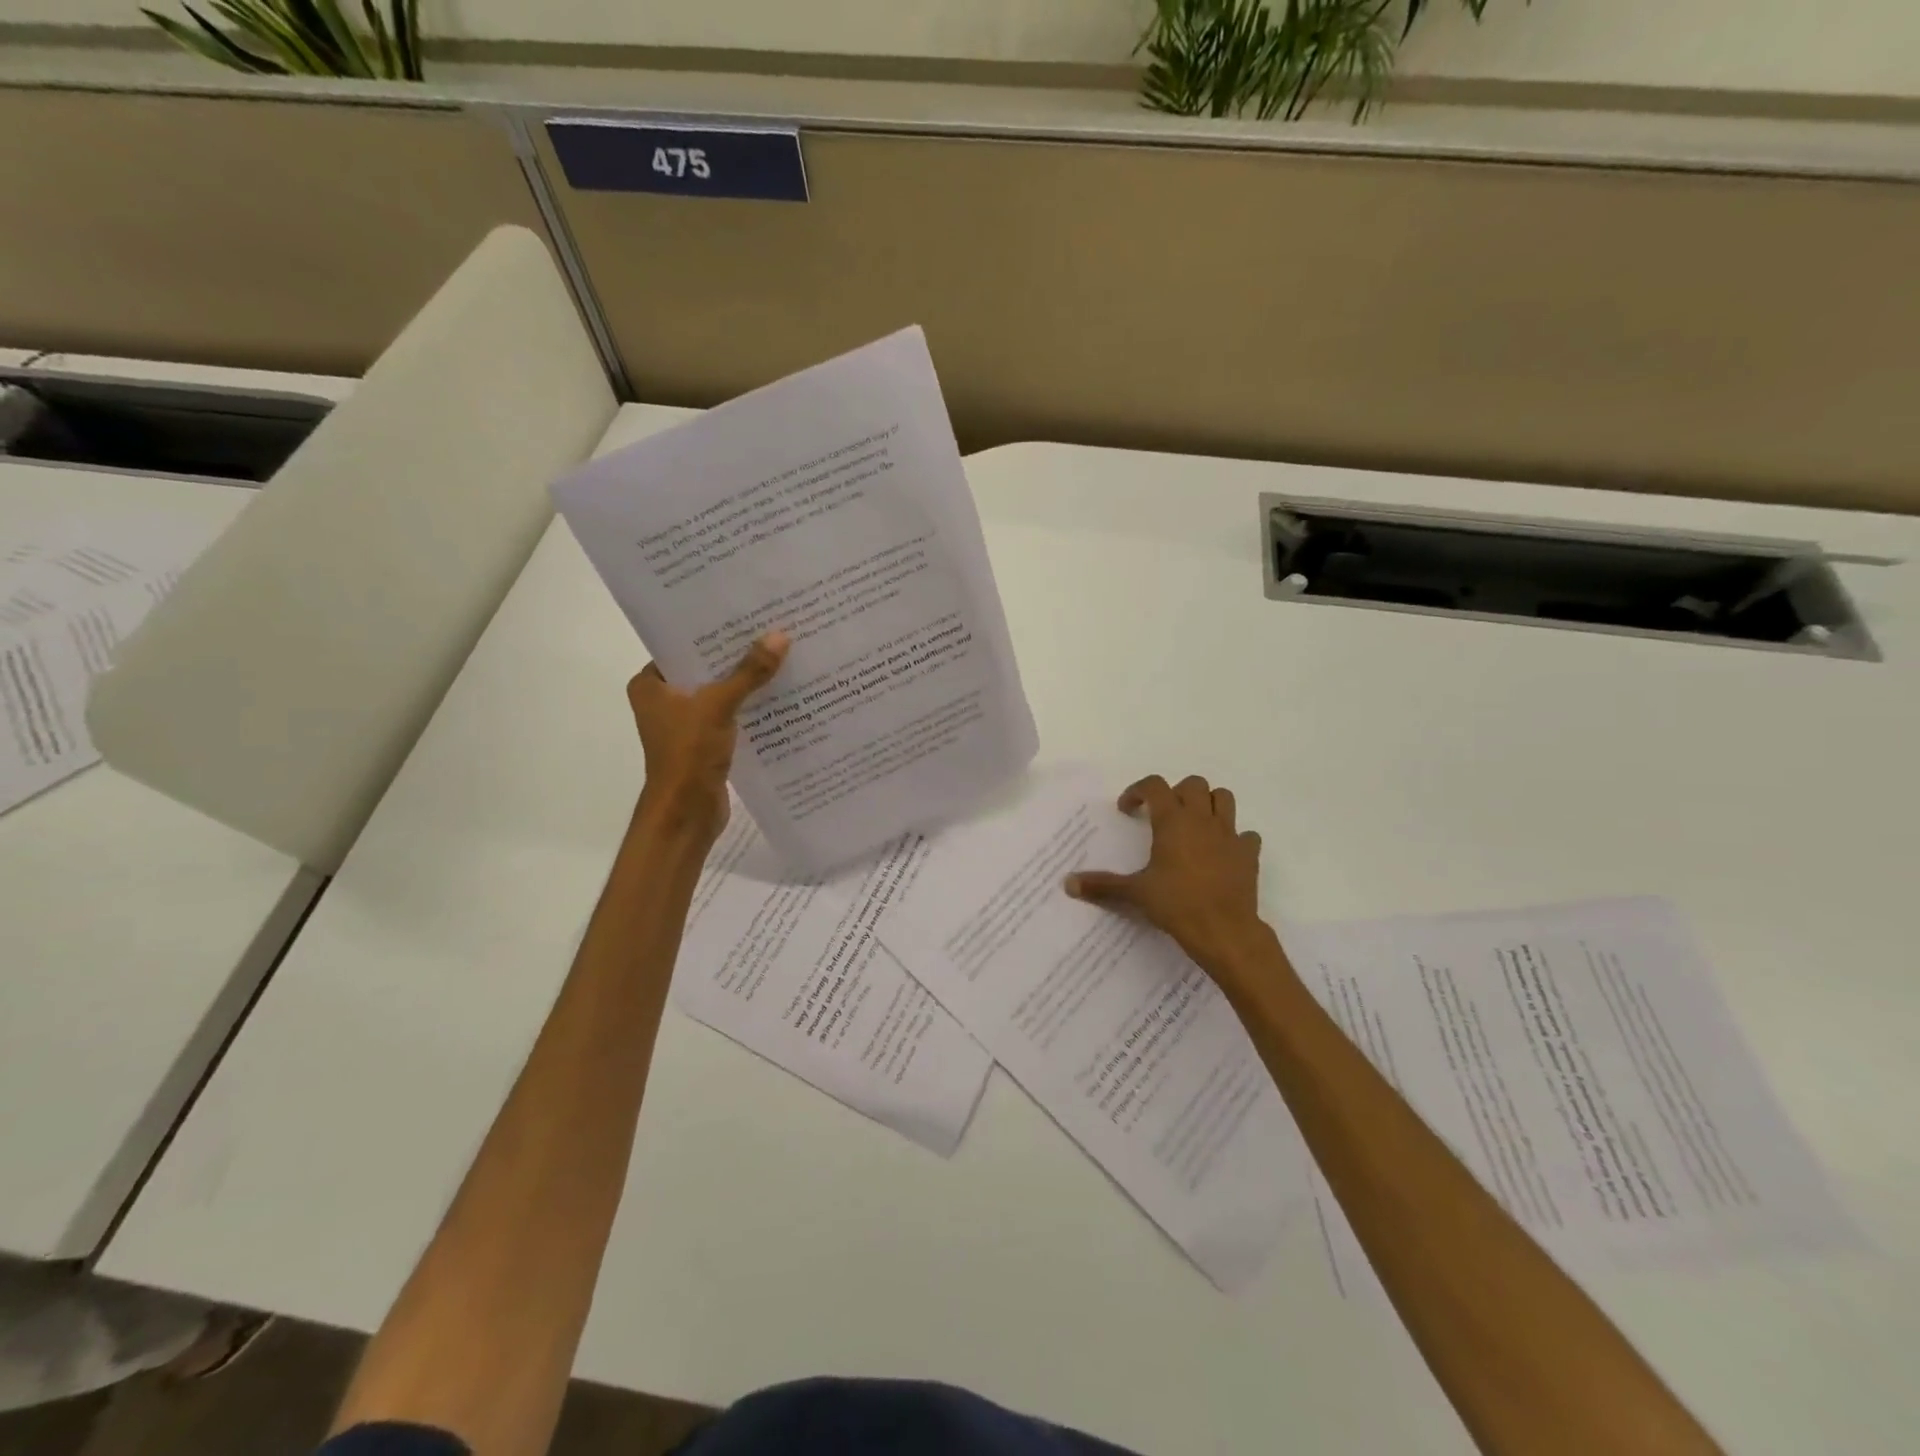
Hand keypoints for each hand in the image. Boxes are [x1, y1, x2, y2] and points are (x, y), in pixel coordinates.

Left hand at [628, 632, 788, 844]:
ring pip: (720, 693)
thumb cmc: (688, 754)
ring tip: (783, 657)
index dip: (713, 631)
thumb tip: (780, 636)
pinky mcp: (706, 743)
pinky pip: (731, 716)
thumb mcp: (718, 705)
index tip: (746, 614)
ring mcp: (685, 724)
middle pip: (705, 668)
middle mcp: (664, 700)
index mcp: (650, 684)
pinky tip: (780, 695)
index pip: (682, 646)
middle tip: (772, 630)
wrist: (686, 814)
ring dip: (747, 682)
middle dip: (737, 655)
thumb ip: (749, 672)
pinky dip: (750, 708)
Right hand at [1065, 774, 1269, 974]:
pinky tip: (1222, 853)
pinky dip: (1234, 838)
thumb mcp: (1135, 893)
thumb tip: (1067, 884)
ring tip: (1194, 824)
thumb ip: (1102, 885)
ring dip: (1208, 804)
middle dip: (1177, 793)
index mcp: (1173, 821)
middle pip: (1194, 784)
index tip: (1127, 809)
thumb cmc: (1177, 904)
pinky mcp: (1248, 854)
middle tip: (1163, 815)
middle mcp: (1202, 819)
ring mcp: (1229, 835)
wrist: (1225, 930)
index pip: (1155, 786)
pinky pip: (1245, 835)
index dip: (1138, 791)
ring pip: (1224, 798)